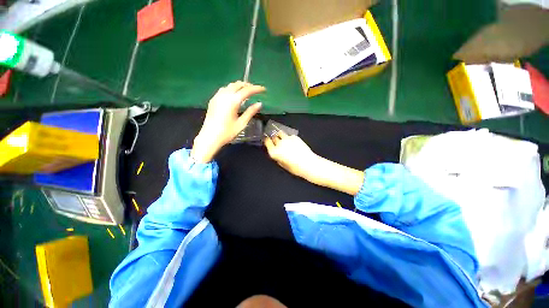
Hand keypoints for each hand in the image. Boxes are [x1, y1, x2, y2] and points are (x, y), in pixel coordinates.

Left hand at [192, 81, 264, 162]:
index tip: (263, 89)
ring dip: (239, 86)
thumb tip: (259, 104)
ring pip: (230, 86)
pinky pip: (224, 90)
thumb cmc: (227, 132)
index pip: (247, 90)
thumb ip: (250, 112)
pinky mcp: (213, 100)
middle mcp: (224, 95)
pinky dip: (231, 89)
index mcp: (233, 101)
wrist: (209, 137)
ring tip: (246, 92)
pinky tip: (233, 95)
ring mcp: (217, 97)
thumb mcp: (242, 123)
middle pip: (237, 85)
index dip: (256, 89)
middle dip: (247, 85)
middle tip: (255, 90)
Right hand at [264, 131, 319, 179]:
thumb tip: (276, 151)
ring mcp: (287, 139)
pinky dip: (289, 138)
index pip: (267, 141)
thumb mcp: (282, 164)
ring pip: (280, 133)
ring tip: (284, 140)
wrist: (308, 164)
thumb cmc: (296, 167)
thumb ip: (277, 156)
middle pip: (273, 137)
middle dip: (274, 139)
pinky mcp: (294, 137)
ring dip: (280, 136)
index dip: (267, 141)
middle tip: (277, 143)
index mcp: (274, 152)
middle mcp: (279, 144)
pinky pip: (289, 135)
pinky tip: (293, 143)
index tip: (267, 140)